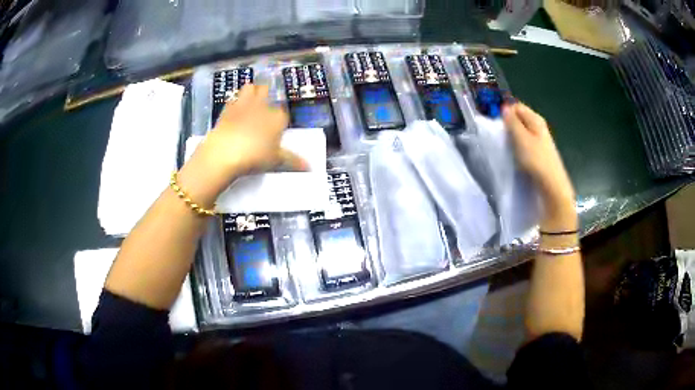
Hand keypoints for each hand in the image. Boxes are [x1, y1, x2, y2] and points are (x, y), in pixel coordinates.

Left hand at [177, 84, 306, 204]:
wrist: (225, 152)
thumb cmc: (255, 156)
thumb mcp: (276, 160)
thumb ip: (293, 161)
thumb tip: (309, 167)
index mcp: (277, 117)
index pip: (282, 112)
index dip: (279, 118)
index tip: (276, 127)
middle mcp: (262, 106)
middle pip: (266, 91)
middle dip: (266, 95)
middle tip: (264, 106)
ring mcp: (243, 104)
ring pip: (250, 88)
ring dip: (251, 91)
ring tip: (250, 101)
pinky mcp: (226, 109)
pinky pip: (233, 99)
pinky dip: (234, 102)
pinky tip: (233, 111)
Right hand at [502, 103, 576, 229]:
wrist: (552, 186)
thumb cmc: (536, 160)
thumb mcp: (521, 138)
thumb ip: (512, 122)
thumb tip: (505, 108)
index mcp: (535, 119)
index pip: (516, 106)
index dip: (505, 113)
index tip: (498, 126)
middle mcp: (539, 127)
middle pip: (519, 119)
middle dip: (508, 126)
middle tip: (502, 139)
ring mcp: (540, 141)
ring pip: (521, 133)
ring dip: (513, 139)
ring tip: (507, 149)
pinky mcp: (539, 153)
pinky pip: (525, 144)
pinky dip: (518, 148)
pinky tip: (516, 158)